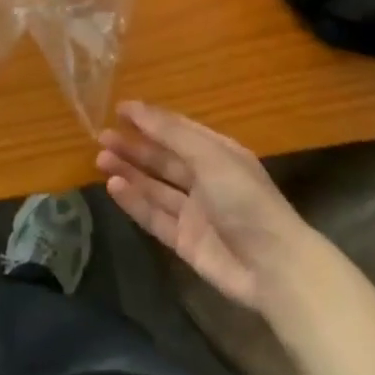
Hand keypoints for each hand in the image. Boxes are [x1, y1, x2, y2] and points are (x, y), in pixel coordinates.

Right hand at [98, 101, 314, 313]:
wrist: (273, 267)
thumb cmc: (244, 199)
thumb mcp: (210, 155)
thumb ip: (171, 133)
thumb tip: (137, 107)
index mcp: (217, 152)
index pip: (177, 129)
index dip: (150, 119)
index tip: (119, 109)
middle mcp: (205, 178)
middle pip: (163, 158)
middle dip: (135, 146)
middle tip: (102, 137)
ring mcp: (194, 211)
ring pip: (155, 186)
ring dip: (129, 171)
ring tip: (100, 159)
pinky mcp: (185, 241)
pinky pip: (154, 216)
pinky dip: (134, 201)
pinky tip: (114, 187)